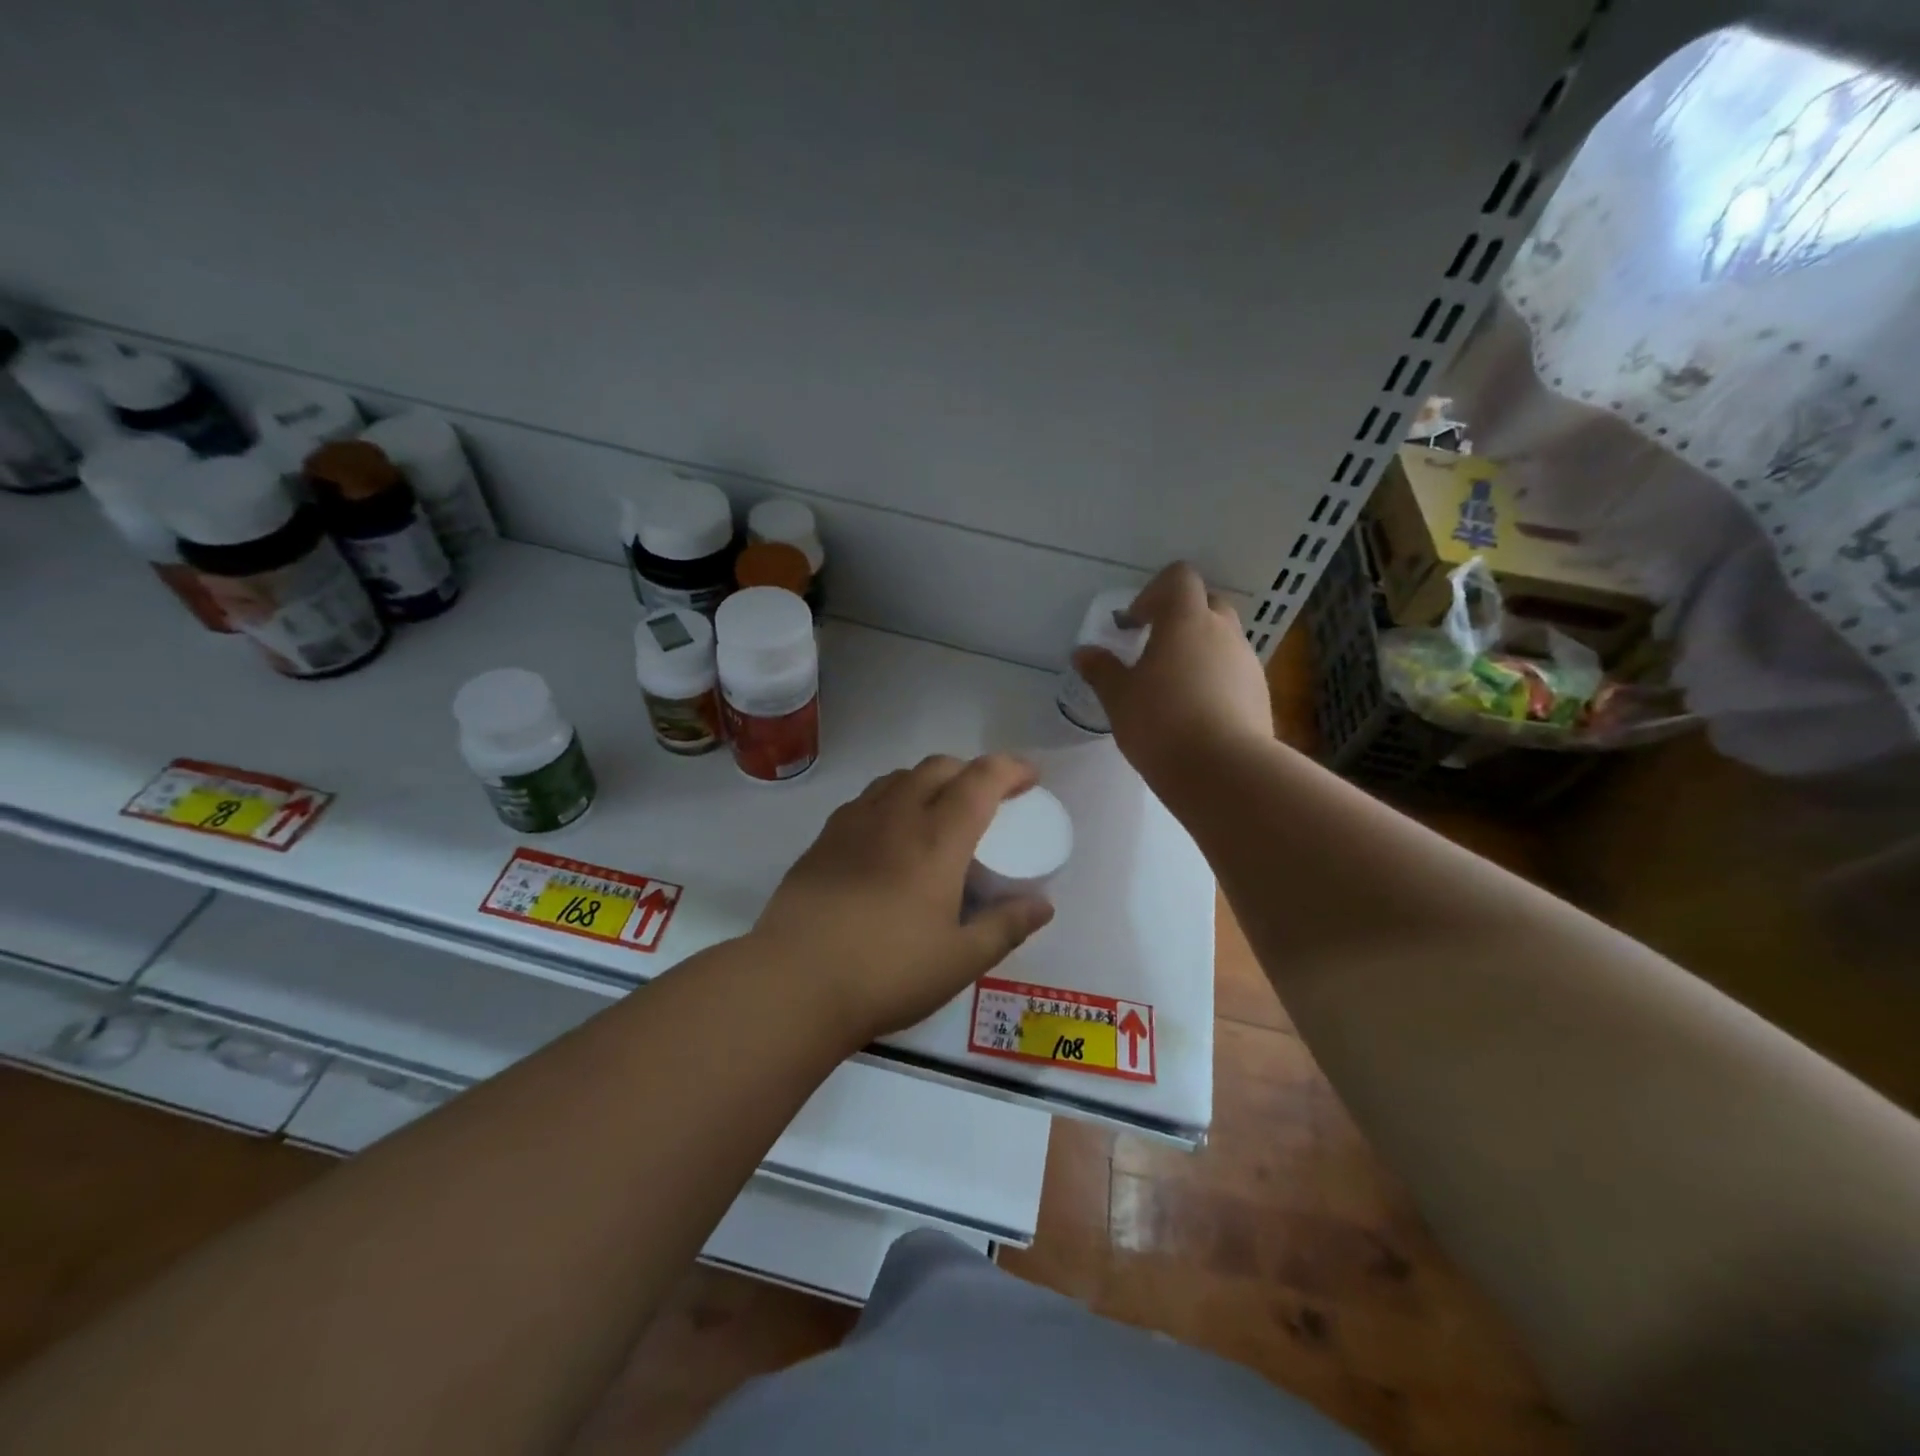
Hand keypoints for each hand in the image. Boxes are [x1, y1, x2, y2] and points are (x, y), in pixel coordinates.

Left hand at [751, 754, 1056, 1043]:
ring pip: (899, 777)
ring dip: (929, 780)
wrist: (793, 983)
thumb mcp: (960, 960)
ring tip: (939, 811)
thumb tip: (1043, 905)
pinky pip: (867, 798)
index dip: (1010, 768)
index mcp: (937, 838)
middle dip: (970, 770)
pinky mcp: (823, 839)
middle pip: (938, 767)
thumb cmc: (887, 972)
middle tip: (987, 799)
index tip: (1030, 778)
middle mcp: (896, 815)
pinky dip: (893, 797)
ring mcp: (853, 823)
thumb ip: (1006, 927)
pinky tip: (890, 833)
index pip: (980, 780)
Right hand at [1072, 562, 1272, 786]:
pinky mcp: (1261, 694)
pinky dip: (1215, 681)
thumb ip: (1101, 670)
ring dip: (1199, 652)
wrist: (1224, 771)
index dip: (1154, 592)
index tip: (1134, 624)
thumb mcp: (1119, 697)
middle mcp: (1223, 631)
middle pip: (1206, 604)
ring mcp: (1248, 662)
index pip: (1180, 577)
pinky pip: (1235, 673)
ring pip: (1223, 640)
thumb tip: (1084, 653)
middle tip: (1153, 650)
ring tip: (1172, 689)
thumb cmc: (1161, 722)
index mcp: (1186, 620)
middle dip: (1180, 620)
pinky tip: (1195, 715)